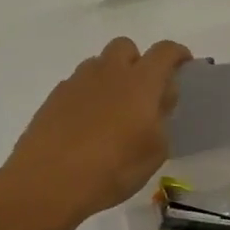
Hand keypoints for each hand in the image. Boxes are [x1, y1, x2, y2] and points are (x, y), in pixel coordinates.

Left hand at [0, 37, 191, 229]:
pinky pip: (77, 86)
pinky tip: (85, 126)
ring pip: (98, 64)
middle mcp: (109, 72)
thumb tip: (158, 102)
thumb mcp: (155, 151)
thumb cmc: (112, 168)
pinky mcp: (53, 98)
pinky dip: (87, 97)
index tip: (183, 66)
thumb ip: (162, 119)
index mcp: (140, 81)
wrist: (46, 183)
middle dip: (137, 61)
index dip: (177, 54)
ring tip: (112, 111)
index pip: (164, 51)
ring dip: (110, 78)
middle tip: (142, 91)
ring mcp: (77, 83)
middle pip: (126, 47)